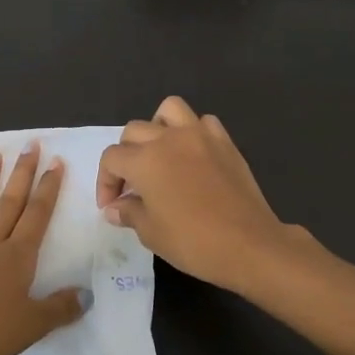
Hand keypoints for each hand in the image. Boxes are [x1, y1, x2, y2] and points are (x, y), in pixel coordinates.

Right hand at [96, 97, 302, 293]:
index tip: (111, 204)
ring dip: (157, 127)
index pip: (112, 158)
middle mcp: (168, 138)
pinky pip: (203, 122)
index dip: (106, 181)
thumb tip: (114, 207)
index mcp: (145, 160)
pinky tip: (193, 155)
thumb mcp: (151, 233)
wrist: (248, 244)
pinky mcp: (224, 141)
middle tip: (132, 185)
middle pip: (134, 131)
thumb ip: (129, 213)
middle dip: (125, 156)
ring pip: (169, 110)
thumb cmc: (193, 242)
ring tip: (159, 153)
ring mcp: (200, 135)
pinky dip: (193, 132)